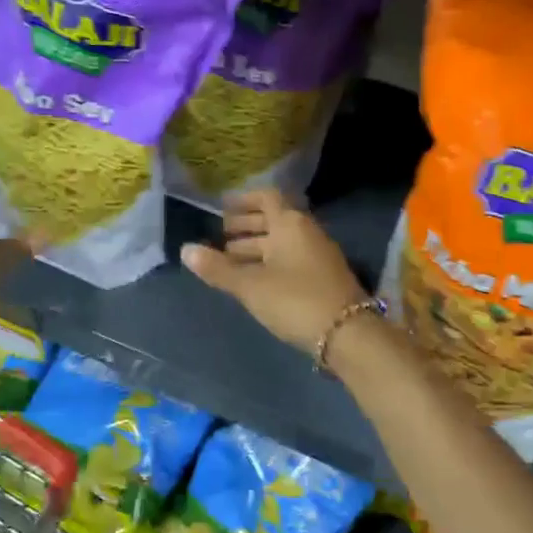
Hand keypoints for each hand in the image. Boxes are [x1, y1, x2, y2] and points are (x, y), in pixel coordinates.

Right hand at [181, 190, 367, 350]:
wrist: (347, 334)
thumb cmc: (295, 300)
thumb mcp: (250, 285)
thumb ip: (218, 268)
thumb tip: (185, 249)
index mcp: (290, 224)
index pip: (266, 198)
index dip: (243, 200)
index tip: (221, 207)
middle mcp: (306, 232)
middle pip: (273, 220)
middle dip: (245, 226)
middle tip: (219, 235)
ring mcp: (317, 255)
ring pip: (281, 242)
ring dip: (255, 247)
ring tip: (228, 259)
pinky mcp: (322, 277)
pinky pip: (290, 259)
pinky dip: (268, 262)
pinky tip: (253, 279)